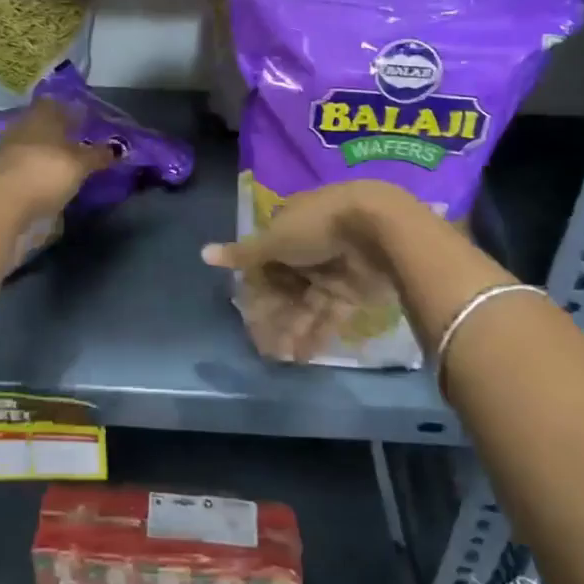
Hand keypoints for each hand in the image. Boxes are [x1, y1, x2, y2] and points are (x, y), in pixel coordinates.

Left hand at [0, 98, 117, 223]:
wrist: (5, 204)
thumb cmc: (47, 172)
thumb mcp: (81, 164)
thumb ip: (98, 155)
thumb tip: (117, 149)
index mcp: (42, 114)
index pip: (57, 103)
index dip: (72, 109)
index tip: (87, 120)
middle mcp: (23, 125)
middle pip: (44, 123)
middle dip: (60, 131)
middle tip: (80, 142)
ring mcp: (8, 147)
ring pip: (33, 142)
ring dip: (48, 150)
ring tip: (67, 162)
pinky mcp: (1, 171)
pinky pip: (25, 162)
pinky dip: (37, 166)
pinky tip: (49, 176)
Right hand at [202, 182, 439, 362]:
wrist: (380, 229)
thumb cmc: (318, 227)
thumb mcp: (275, 239)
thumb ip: (243, 253)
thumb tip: (203, 254)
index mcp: (287, 228)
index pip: (263, 260)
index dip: (253, 286)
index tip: (244, 312)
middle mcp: (307, 250)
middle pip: (283, 286)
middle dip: (271, 314)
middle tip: (259, 343)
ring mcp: (331, 271)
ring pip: (304, 304)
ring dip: (290, 328)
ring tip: (279, 357)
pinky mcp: (353, 292)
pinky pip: (329, 315)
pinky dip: (316, 334)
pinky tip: (302, 356)